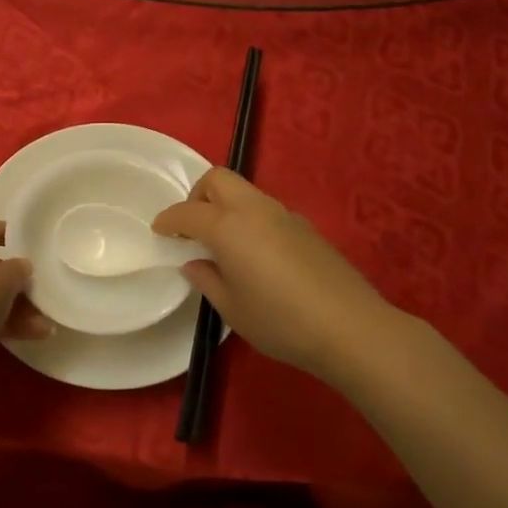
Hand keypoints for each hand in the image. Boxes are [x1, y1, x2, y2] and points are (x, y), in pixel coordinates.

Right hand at [153, 169, 397, 382]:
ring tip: (222, 245)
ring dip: (225, 207)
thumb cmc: (280, 321)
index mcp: (229, 227)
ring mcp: (285, 215)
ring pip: (245, 192)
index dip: (168, 220)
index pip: (188, 212)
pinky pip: (266, 211)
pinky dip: (249, 220)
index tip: (158, 231)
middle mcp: (256, 210)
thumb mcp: (232, 308)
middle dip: (197, 196)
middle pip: (219, 179)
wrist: (349, 327)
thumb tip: (195, 263)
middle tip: (191, 228)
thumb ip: (208, 280)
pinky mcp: (306, 228)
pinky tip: (255, 256)